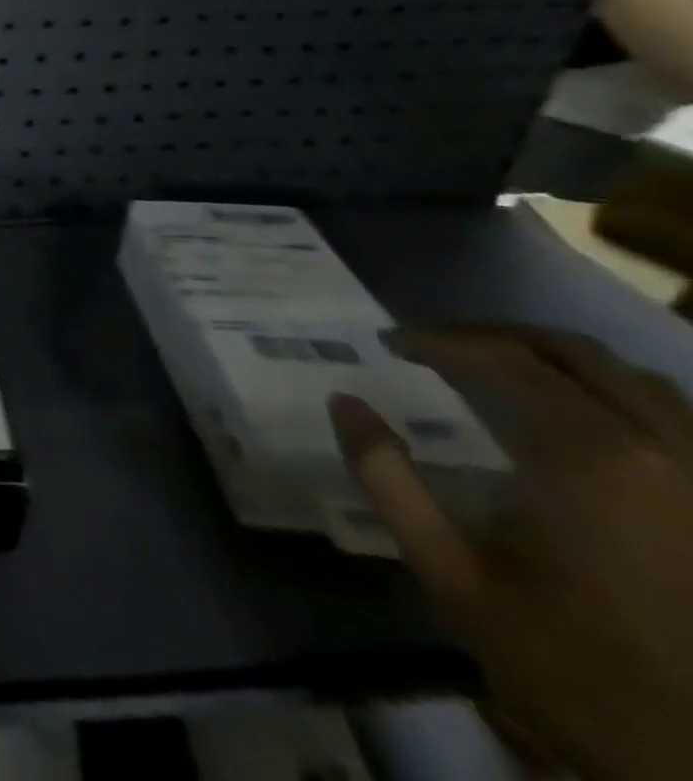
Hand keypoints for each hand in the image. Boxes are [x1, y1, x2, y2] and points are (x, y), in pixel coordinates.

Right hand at [331, 325, 692, 780]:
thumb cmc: (570, 666)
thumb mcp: (451, 576)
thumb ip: (388, 479)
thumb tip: (343, 401)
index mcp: (588, 462)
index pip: (503, 360)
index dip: (438, 340)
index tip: (390, 342)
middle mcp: (663, 453)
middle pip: (570, 353)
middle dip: (492, 336)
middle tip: (434, 344)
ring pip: (632, 377)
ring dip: (553, 359)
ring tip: (496, 368)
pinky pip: (674, 417)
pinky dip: (611, 393)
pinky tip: (574, 416)